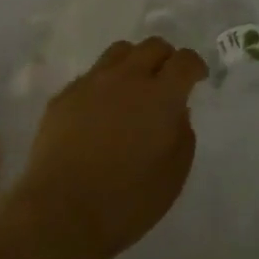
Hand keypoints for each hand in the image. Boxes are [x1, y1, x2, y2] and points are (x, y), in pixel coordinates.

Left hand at [4, 37, 205, 258]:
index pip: (184, 61)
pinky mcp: (64, 95)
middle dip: (166, 58)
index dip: (195, 65)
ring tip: (134, 87)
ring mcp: (91, 83)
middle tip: (168, 81)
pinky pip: (91, 75)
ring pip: (119, 52)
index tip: (198, 78)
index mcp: (160, 96)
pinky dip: (105, 83)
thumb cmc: (127, 201)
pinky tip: (101, 111)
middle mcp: (126, 78)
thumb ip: (182, 135)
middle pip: (152, 46)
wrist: (60, 212)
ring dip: (134, 62)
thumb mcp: (173, 176)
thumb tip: (177, 112)